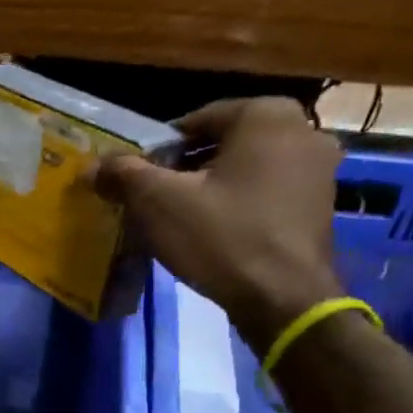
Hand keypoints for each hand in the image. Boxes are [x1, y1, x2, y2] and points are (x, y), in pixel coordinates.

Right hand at [96, 97, 344, 349]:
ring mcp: (319, 169)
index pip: (192, 122)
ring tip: (177, 221)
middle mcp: (302, 130)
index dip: (156, 152)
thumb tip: (93, 166)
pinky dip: (236, 206)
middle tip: (151, 202)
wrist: (283, 298)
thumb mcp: (157, 202)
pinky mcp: (319, 205)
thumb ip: (123, 174)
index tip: (134, 182)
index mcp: (266, 114)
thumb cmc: (221, 237)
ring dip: (208, 189)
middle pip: (220, 145)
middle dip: (182, 171)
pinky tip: (212, 235)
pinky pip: (264, 194)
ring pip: (242, 170)